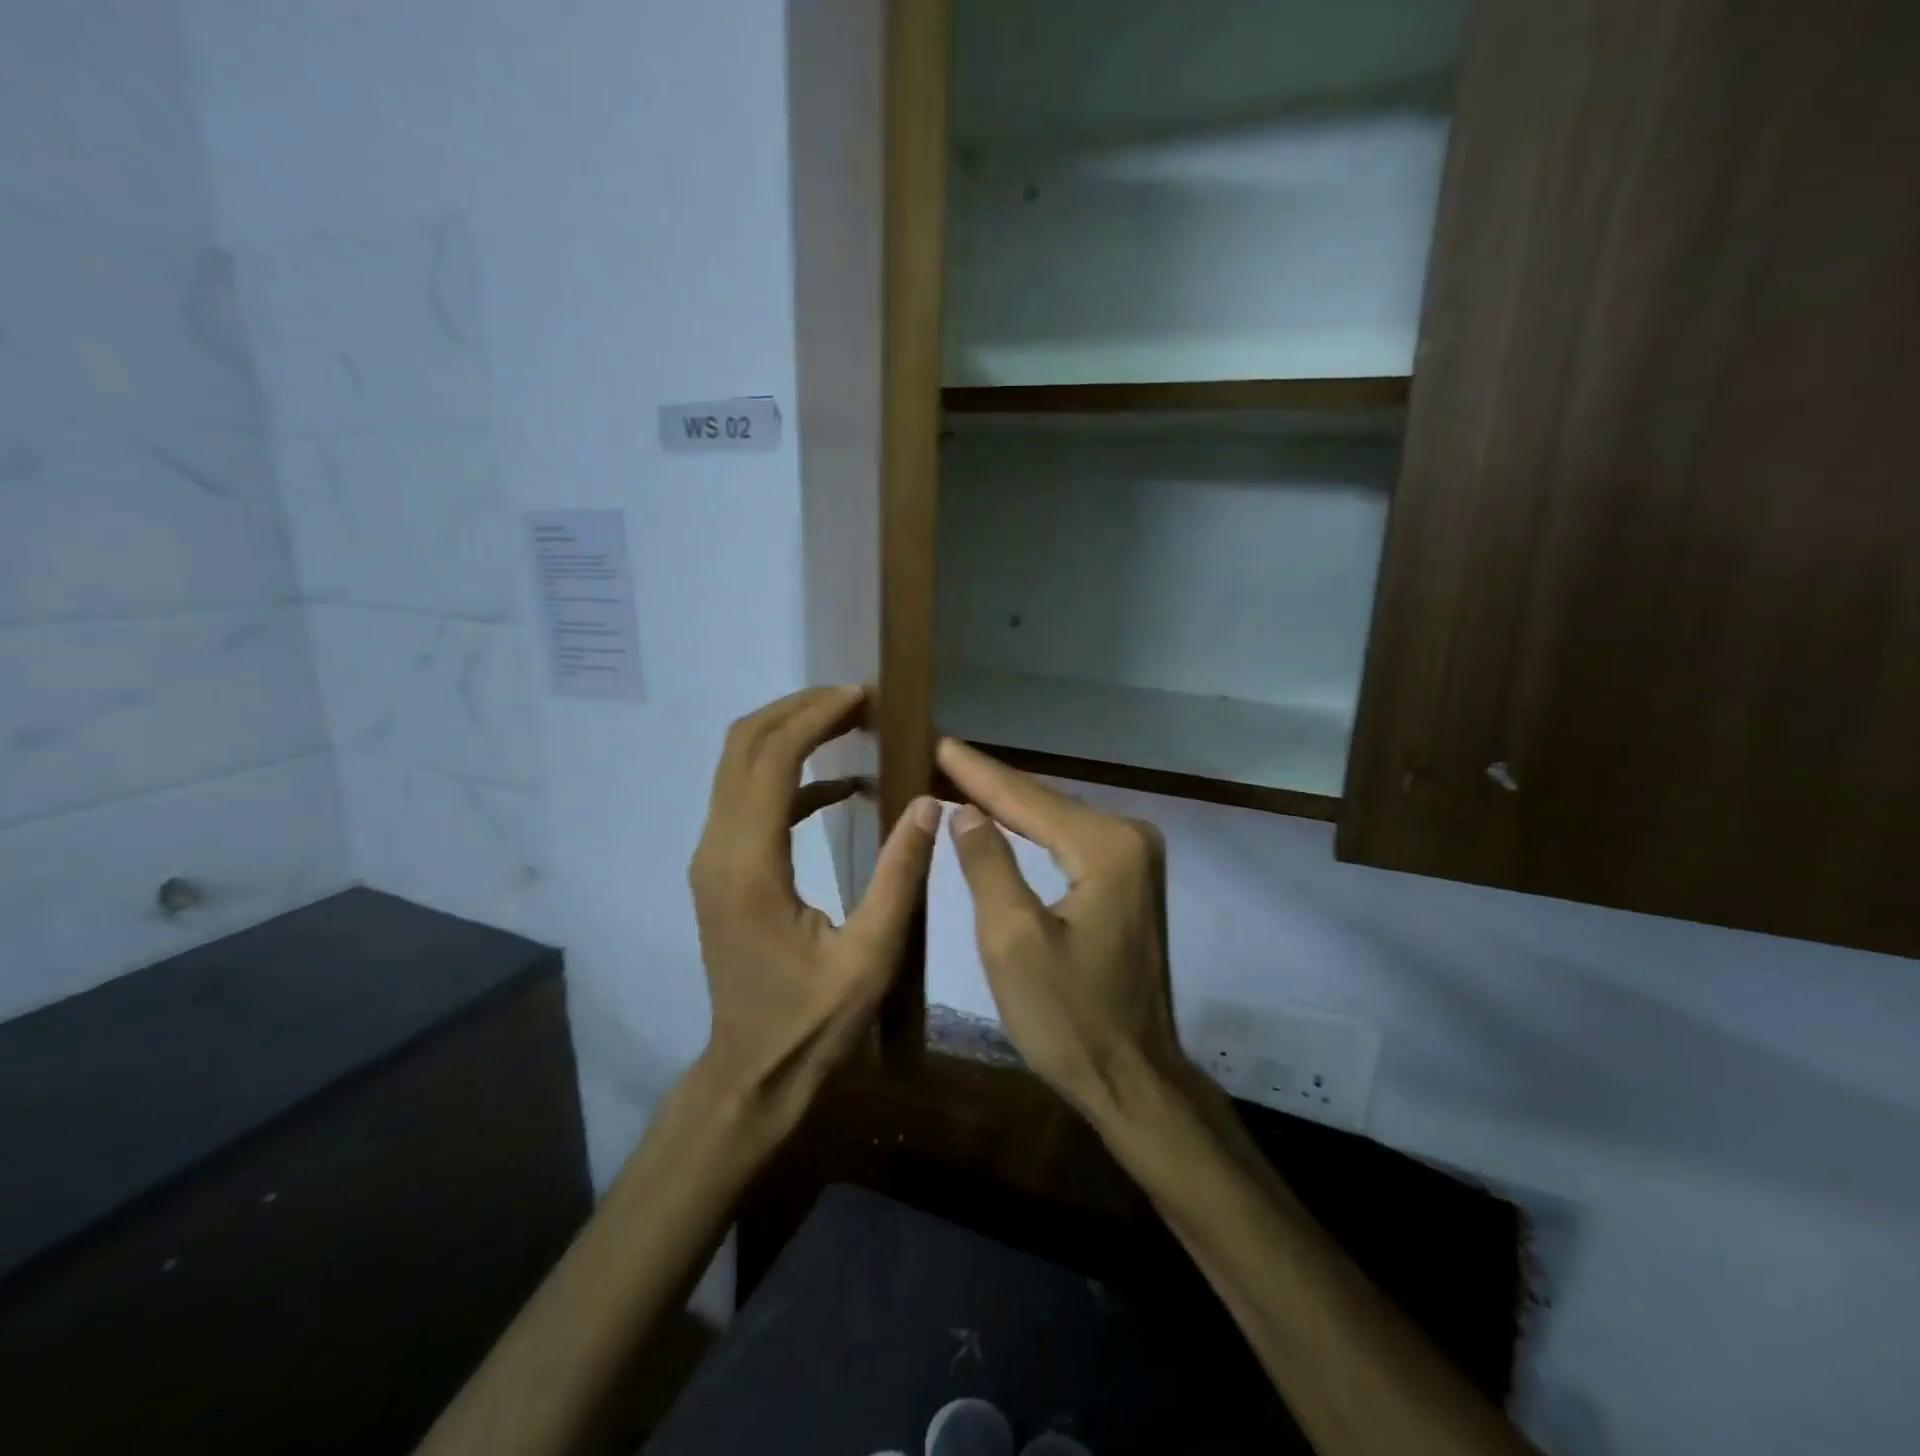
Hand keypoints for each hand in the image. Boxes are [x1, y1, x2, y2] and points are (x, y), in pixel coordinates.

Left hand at [690, 686, 940, 1122]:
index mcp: (748, 864)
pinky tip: (841, 787)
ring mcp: (713, 858)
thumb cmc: (813, 1022)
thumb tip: (927, 802)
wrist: (752, 1072)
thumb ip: (900, 875)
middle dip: (797, 710)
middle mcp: (717, 849)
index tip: (862, 696)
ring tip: (852, 726)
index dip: (815, 716)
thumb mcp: (871, 955)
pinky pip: (750, 800)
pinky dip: (791, 777)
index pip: (772, 758)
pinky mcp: (722, 870)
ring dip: (791, 736)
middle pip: (743, 745)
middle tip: (857, 700)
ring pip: (738, 766)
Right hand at [936, 737, 1186, 1124]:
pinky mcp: (1128, 881)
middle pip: (1044, 803)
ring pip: (1055, 821)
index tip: (935, 739)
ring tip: (955, 775)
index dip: (975, 772)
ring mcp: (1135, 859)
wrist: (1133, 1079)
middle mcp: (1130, 839)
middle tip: (937, 753)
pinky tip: (1001, 820)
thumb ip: (988, 864)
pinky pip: (1068, 844)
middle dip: (989, 782)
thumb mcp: (1012, 941)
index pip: (1027, 799)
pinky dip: (1031, 832)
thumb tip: (966, 811)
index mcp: (1107, 847)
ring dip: (1007, 804)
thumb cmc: (1068, 1018)